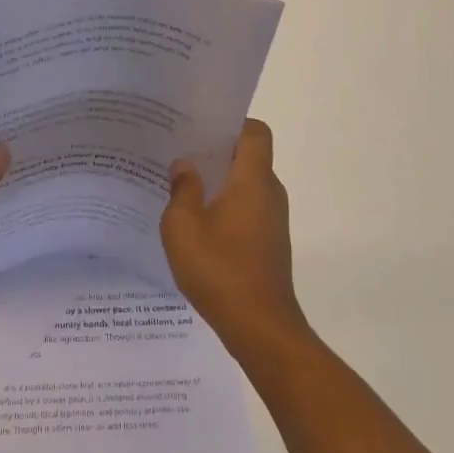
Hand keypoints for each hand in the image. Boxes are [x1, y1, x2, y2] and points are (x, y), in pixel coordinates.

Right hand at [161, 119, 308, 360]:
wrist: (261, 328)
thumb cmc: (220, 270)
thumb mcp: (183, 227)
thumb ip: (181, 190)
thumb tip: (184, 166)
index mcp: (253, 180)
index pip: (255, 132)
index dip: (232, 124)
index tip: (201, 128)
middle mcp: (269, 193)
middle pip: (248, 157)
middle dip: (216, 152)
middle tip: (180, 153)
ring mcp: (273, 220)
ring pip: (246, 185)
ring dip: (218, 183)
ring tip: (181, 188)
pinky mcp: (269, 242)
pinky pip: (247, 209)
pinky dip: (225, 207)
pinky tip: (196, 224)